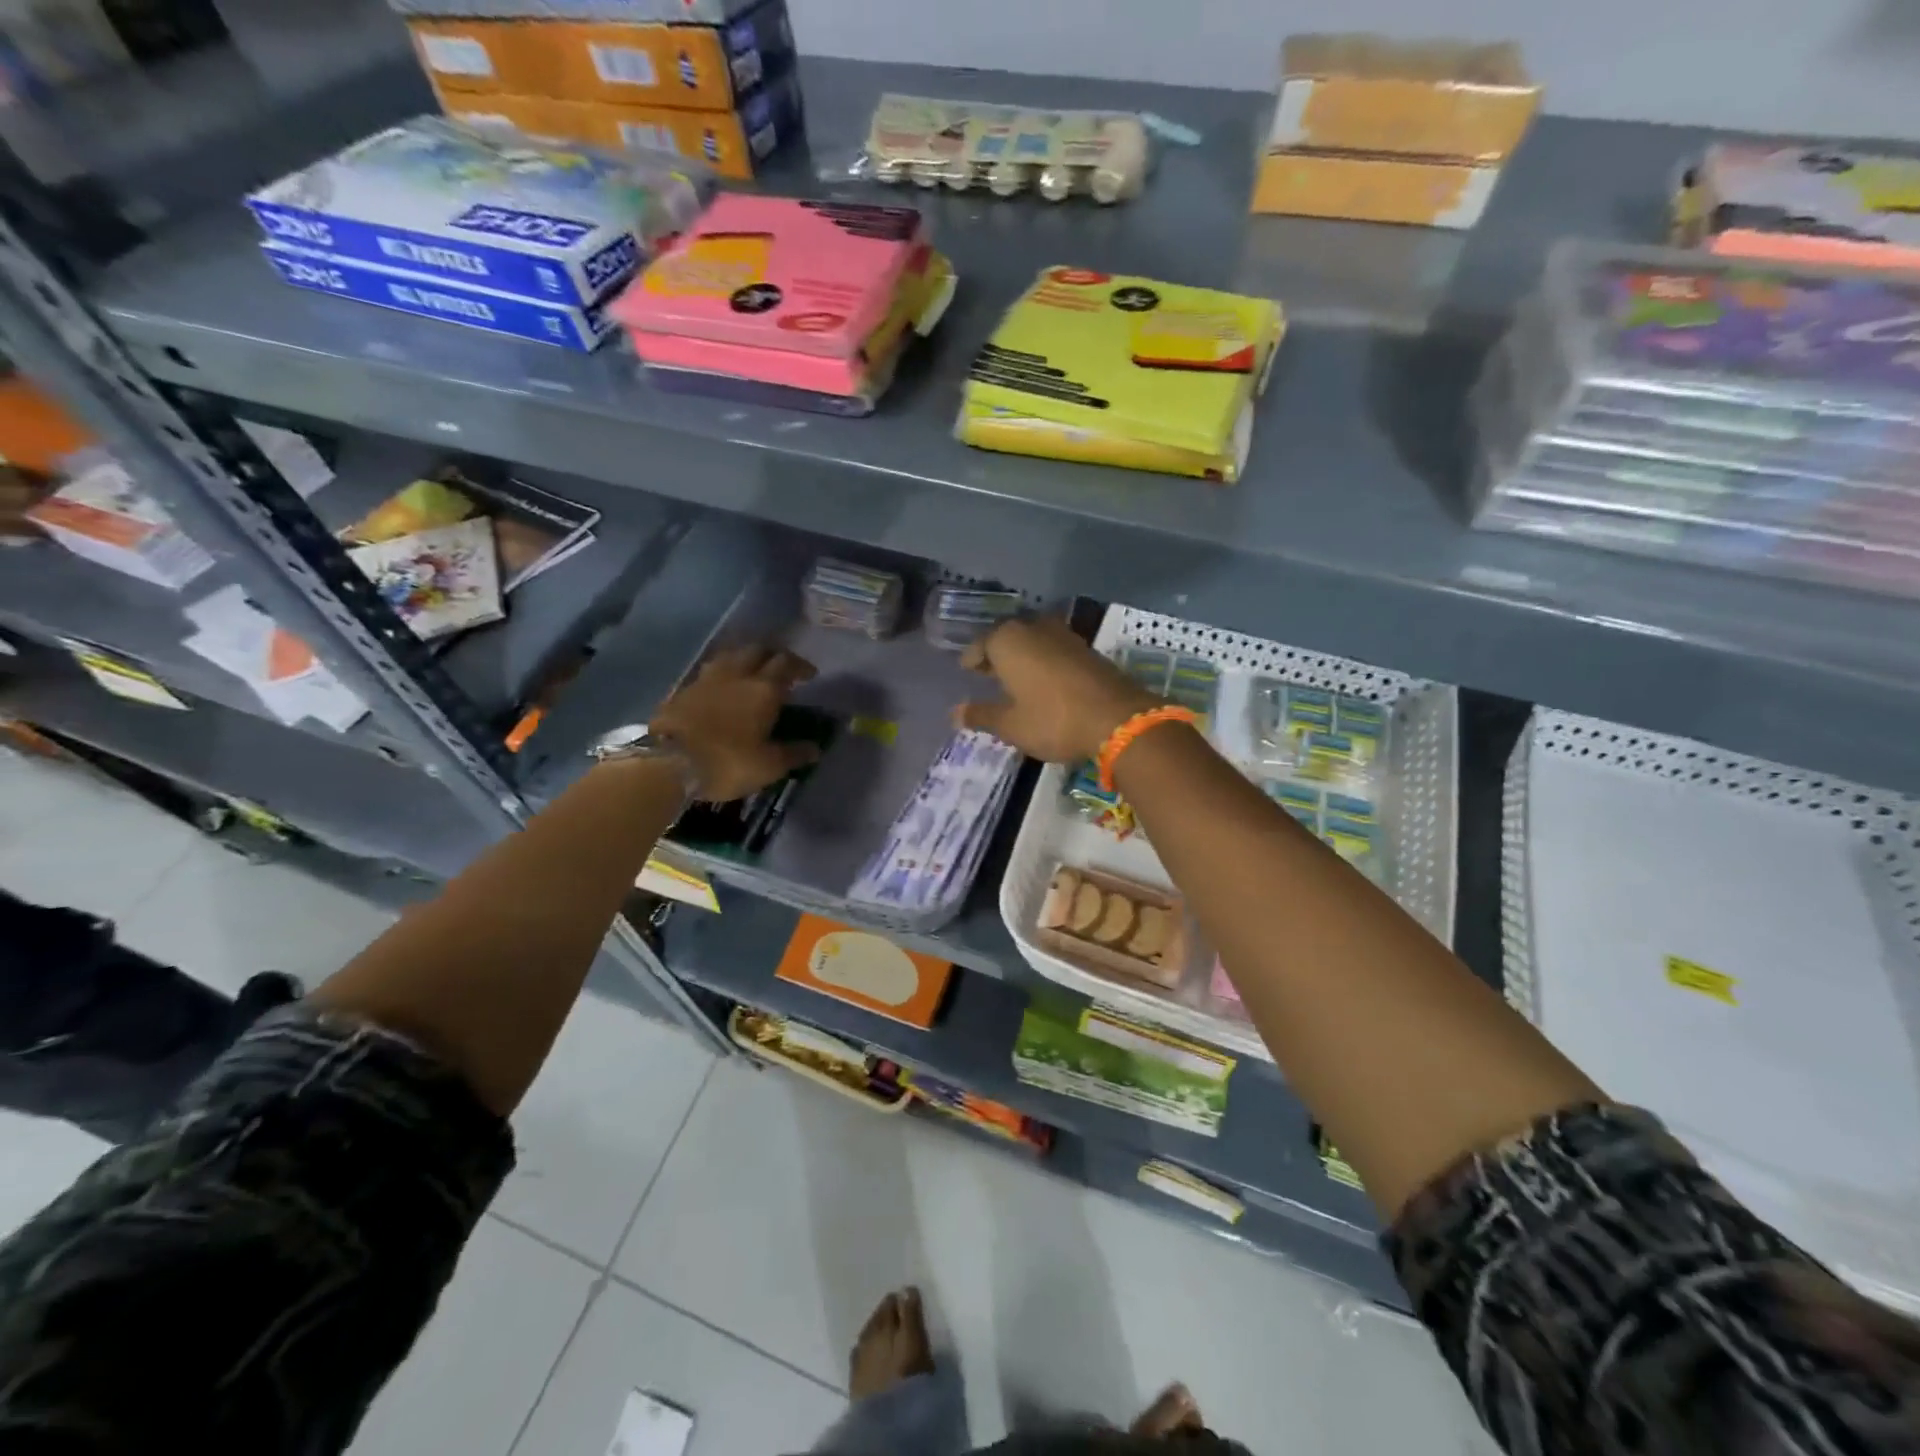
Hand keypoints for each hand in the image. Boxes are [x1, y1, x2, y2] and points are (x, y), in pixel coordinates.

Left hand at [653, 644, 818, 801]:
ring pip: (731, 655)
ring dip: (745, 658)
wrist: (669, 763)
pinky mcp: (683, 690)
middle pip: (758, 650)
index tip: (809, 674)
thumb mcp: (769, 765)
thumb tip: (815, 749)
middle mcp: (737, 675)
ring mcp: (707, 679)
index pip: (786, 663)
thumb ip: (794, 753)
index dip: (800, 666)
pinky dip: (722, 673)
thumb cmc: (728, 762)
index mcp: (763, 689)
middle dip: (773, 655)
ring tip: (751, 671)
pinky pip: (709, 671)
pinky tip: (722, 686)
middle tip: (781, 668)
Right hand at [954, 617, 1159, 763]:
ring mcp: (1065, 635)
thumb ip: (982, 715)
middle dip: (997, 654)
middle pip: (1008, 637)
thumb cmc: (1053, 720)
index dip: (972, 659)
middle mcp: (1034, 628)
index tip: (967, 671)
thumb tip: (955, 713)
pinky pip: (1055, 650)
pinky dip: (1044, 661)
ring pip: (1033, 641)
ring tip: (1015, 679)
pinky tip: (1045, 682)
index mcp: (1008, 640)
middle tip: (988, 674)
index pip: (980, 644)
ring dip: (1023, 656)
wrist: (1118, 719)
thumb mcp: (1011, 725)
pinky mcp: (1088, 649)